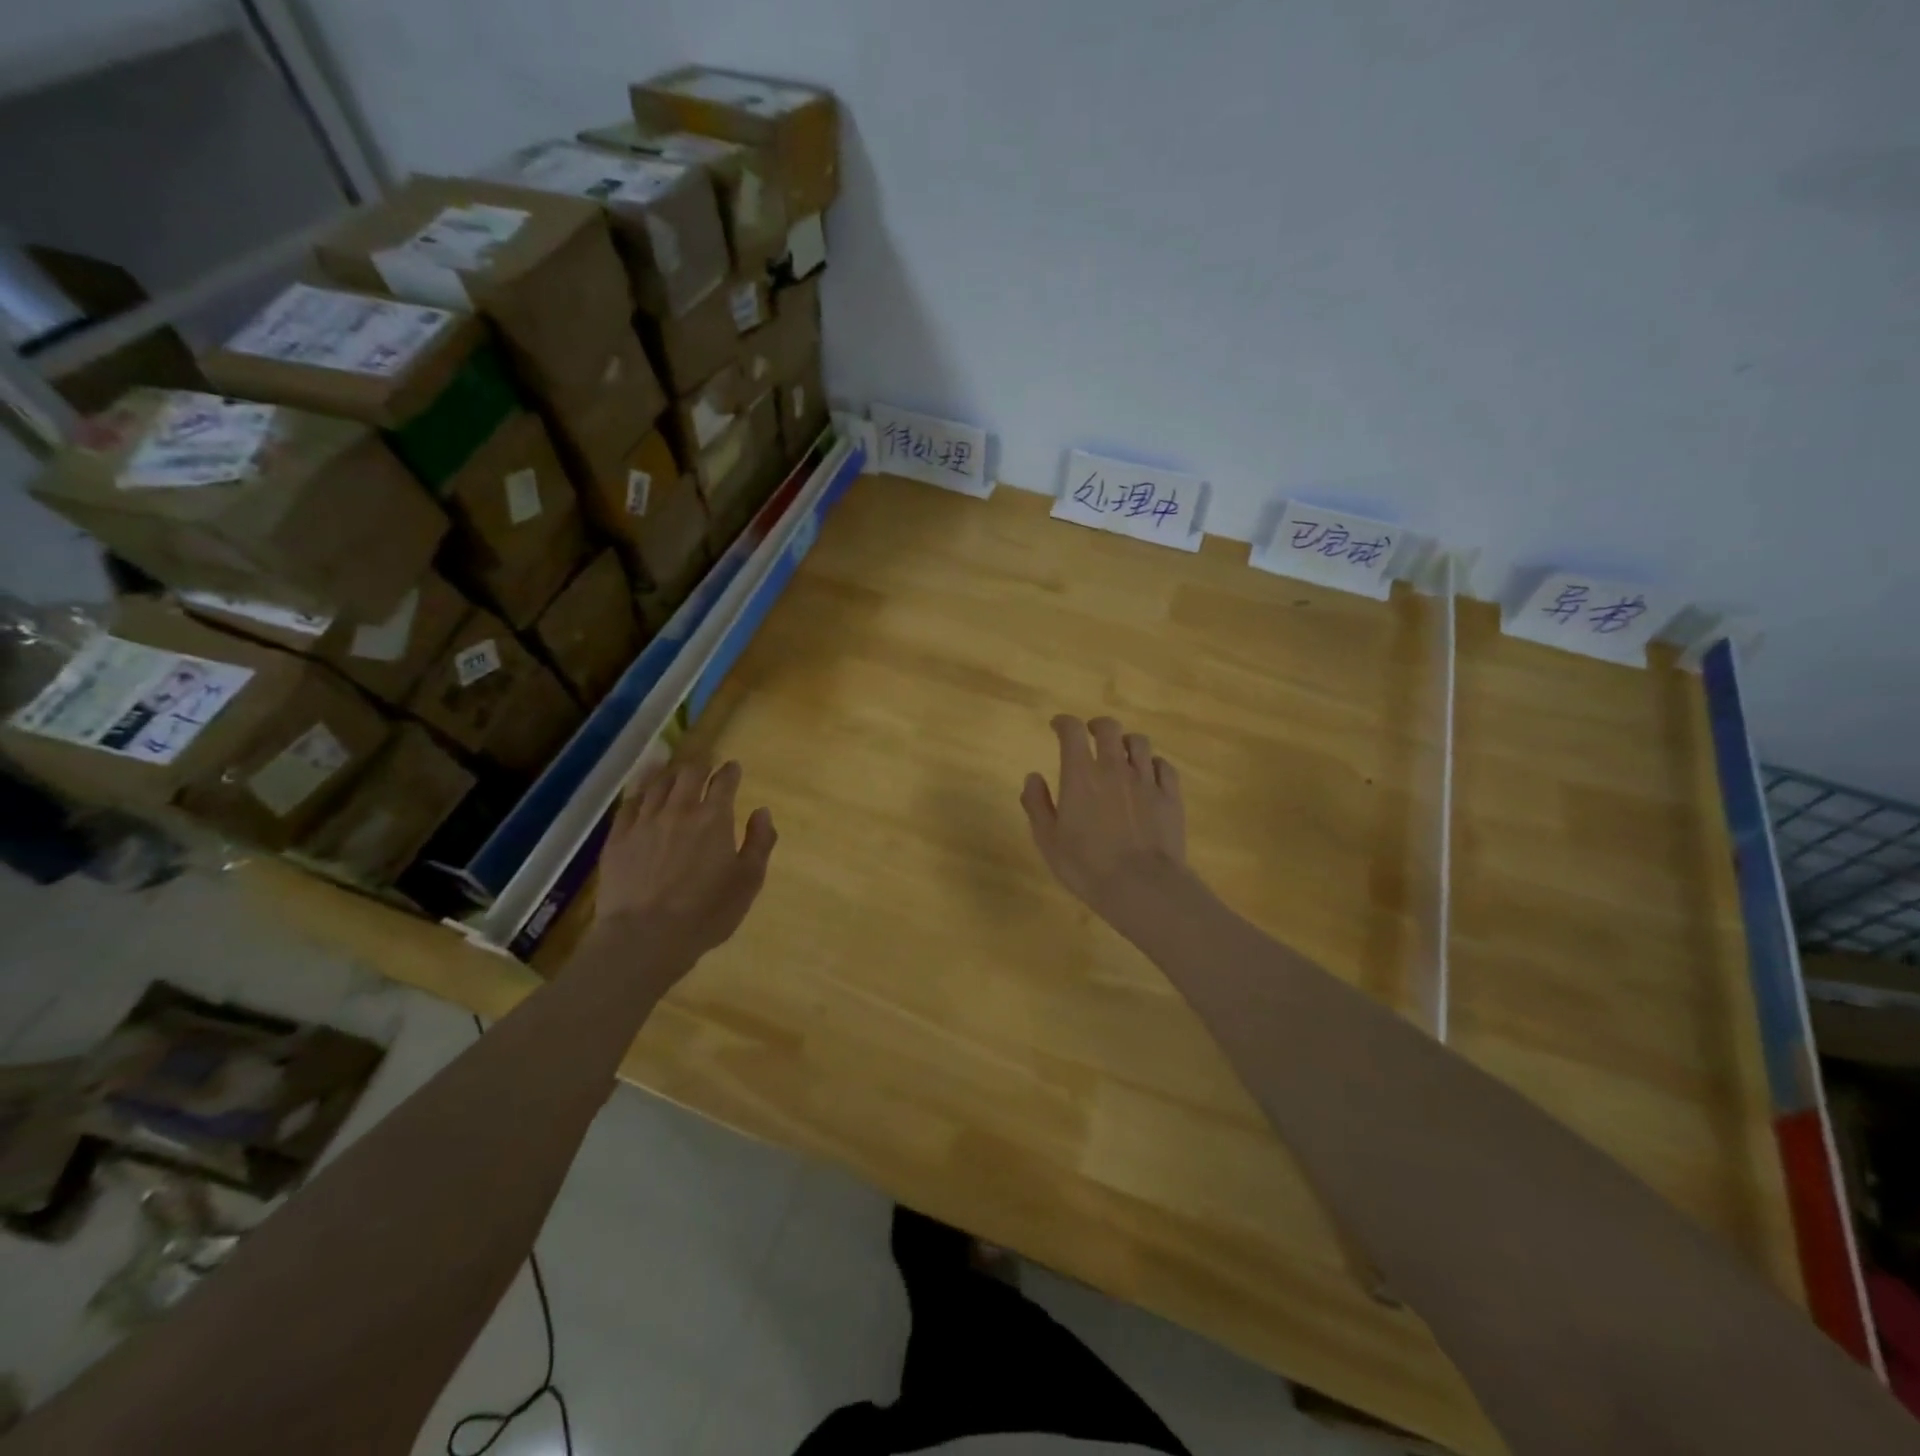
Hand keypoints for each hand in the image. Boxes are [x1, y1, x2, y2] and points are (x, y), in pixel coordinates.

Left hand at [593, 760, 776, 963]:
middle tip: (705, 769)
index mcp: (714, 818)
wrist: (645, 937)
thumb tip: (762, 811)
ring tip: (676, 775)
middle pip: (688, 774)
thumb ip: (759, 842)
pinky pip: (629, 804)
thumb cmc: (706, 912)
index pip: (724, 782)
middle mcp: (678, 810)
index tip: (733, 768)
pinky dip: (640, 792)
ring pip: (657, 784)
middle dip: (700, 766)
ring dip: (671, 775)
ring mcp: (644, 822)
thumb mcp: (748, 881)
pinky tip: (643, 794)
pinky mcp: (617, 838)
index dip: (730, 771)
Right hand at [1020, 715, 1191, 930]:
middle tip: (1091, 734)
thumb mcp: (1048, 840)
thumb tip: (1033, 777)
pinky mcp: (1170, 796)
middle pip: (1109, 728)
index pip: (1072, 732)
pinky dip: (1153, 764)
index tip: (1057, 726)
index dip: (1063, 723)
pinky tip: (1149, 774)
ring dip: (1126, 742)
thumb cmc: (1087, 866)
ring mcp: (1146, 780)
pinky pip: (1164, 766)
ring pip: (1140, 743)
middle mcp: (1114, 768)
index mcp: (1081, 775)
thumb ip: (1037, 804)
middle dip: (1097, 726)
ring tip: (1121, 753)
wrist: (1142, 886)